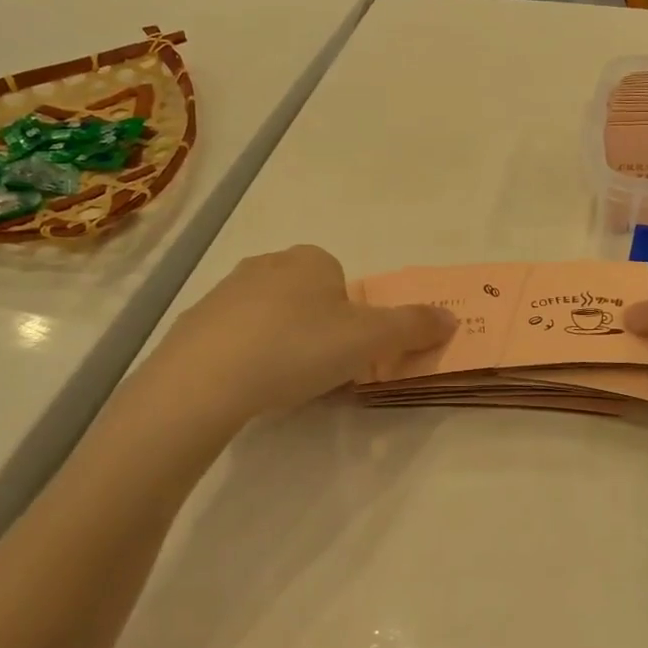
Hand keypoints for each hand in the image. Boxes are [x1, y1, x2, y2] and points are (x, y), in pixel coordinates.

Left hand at [144, 246, 453, 420]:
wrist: (204, 379)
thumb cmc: (298, 348)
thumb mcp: (369, 340)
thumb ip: (414, 327)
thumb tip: (452, 318)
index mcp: (311, 259)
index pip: (342, 283)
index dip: (351, 320)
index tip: (346, 352)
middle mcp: (268, 264)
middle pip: (308, 299)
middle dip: (318, 331)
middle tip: (318, 371)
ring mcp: (225, 291)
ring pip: (271, 317)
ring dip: (283, 344)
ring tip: (282, 384)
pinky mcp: (195, 323)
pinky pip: (234, 338)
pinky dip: (246, 358)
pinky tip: (246, 387)